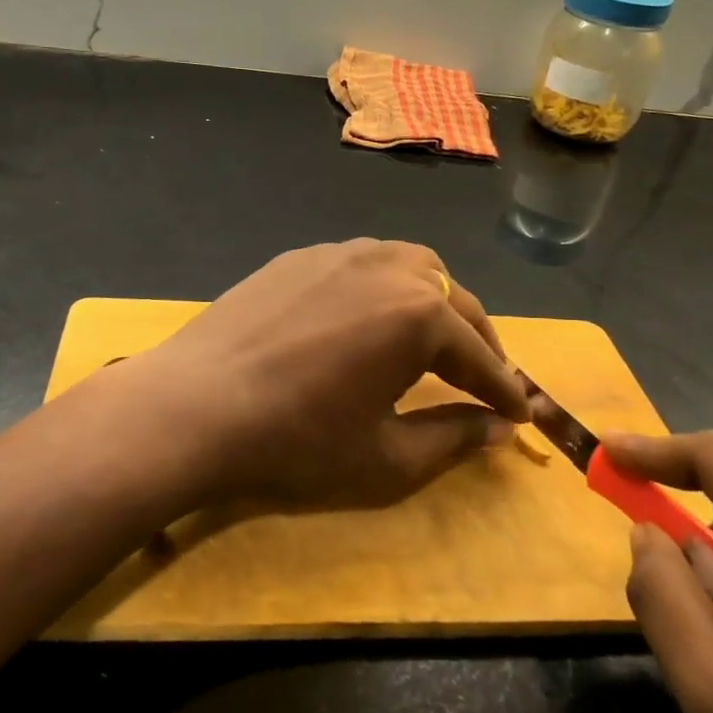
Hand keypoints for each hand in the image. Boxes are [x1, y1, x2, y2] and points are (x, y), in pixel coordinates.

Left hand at [128, 239, 528, 509]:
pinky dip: (384, 288)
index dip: (503, 390)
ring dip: (434, 302)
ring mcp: (339, 253)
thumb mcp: (387, 458)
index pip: (479, 356)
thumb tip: (496, 429)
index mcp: (420, 314)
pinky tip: (367, 317)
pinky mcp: (298, 257)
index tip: (518, 415)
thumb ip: (452, 437)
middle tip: (484, 378)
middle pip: (453, 299)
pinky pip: (361, 264)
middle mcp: (389, 267)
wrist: (194, 407)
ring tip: (432, 339)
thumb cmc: (298, 441)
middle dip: (476, 340)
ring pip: (410, 266)